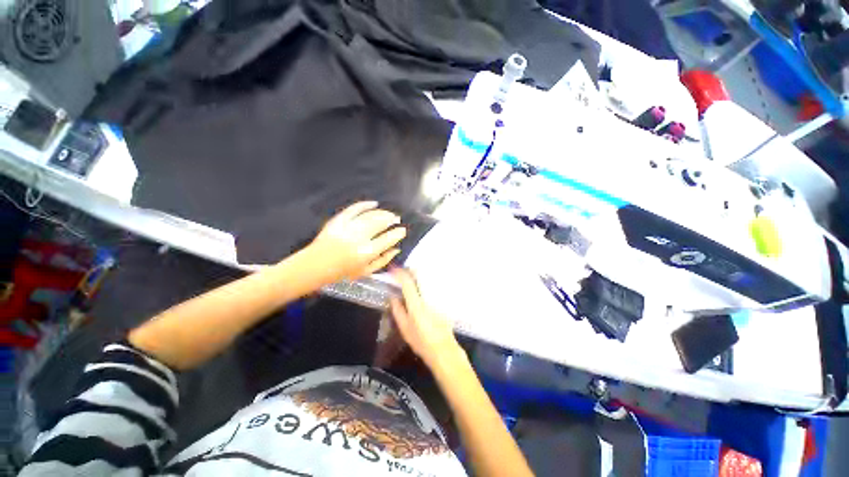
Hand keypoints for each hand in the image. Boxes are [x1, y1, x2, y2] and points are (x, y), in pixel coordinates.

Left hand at [306, 201, 406, 282]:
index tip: (402, 231)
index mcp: (366, 253)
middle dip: (392, 219)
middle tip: (397, 219)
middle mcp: (359, 238)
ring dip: (382, 213)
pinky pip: (354, 209)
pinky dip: (365, 205)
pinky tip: (373, 203)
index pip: (388, 239)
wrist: (314, 266)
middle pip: (380, 223)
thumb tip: (396, 249)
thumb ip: (383, 261)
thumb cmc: (342, 272)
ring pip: (370, 215)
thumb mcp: (366, 272)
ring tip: (388, 214)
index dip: (398, 233)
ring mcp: (348, 228)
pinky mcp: (338, 221)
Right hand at [389, 268, 462, 370]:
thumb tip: (392, 297)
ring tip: (411, 278)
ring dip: (418, 276)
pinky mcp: (444, 301)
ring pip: (428, 279)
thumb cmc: (421, 341)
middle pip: (420, 276)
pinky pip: (433, 286)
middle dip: (410, 271)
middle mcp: (428, 297)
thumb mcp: (405, 328)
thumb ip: (397, 311)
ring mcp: (437, 298)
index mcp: (416, 304)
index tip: (393, 270)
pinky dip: (426, 283)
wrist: (443, 349)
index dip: (399, 274)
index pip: (407, 283)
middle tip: (403, 272)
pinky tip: (422, 288)